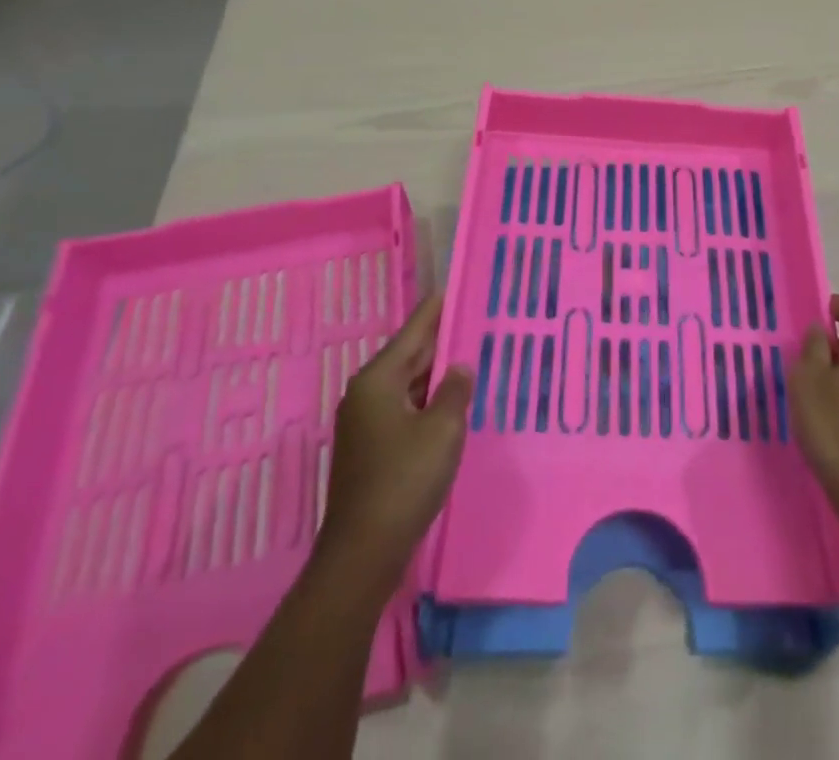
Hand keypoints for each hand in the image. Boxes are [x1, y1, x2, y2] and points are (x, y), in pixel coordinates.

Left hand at [317, 294, 473, 580]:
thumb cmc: (404, 480)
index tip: (455, 286)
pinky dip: (427, 400)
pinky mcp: (371, 448)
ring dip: (436, 373)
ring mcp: (366, 423)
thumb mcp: (442, 429)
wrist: (363, 552)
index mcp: (378, 380)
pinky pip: (405, 408)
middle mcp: (366, 394)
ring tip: (471, 356)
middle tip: (474, 320)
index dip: (436, 309)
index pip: (413, 331)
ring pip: (408, 384)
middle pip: (409, 355)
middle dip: (441, 340)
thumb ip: (455, 390)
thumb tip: (460, 367)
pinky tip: (452, 402)